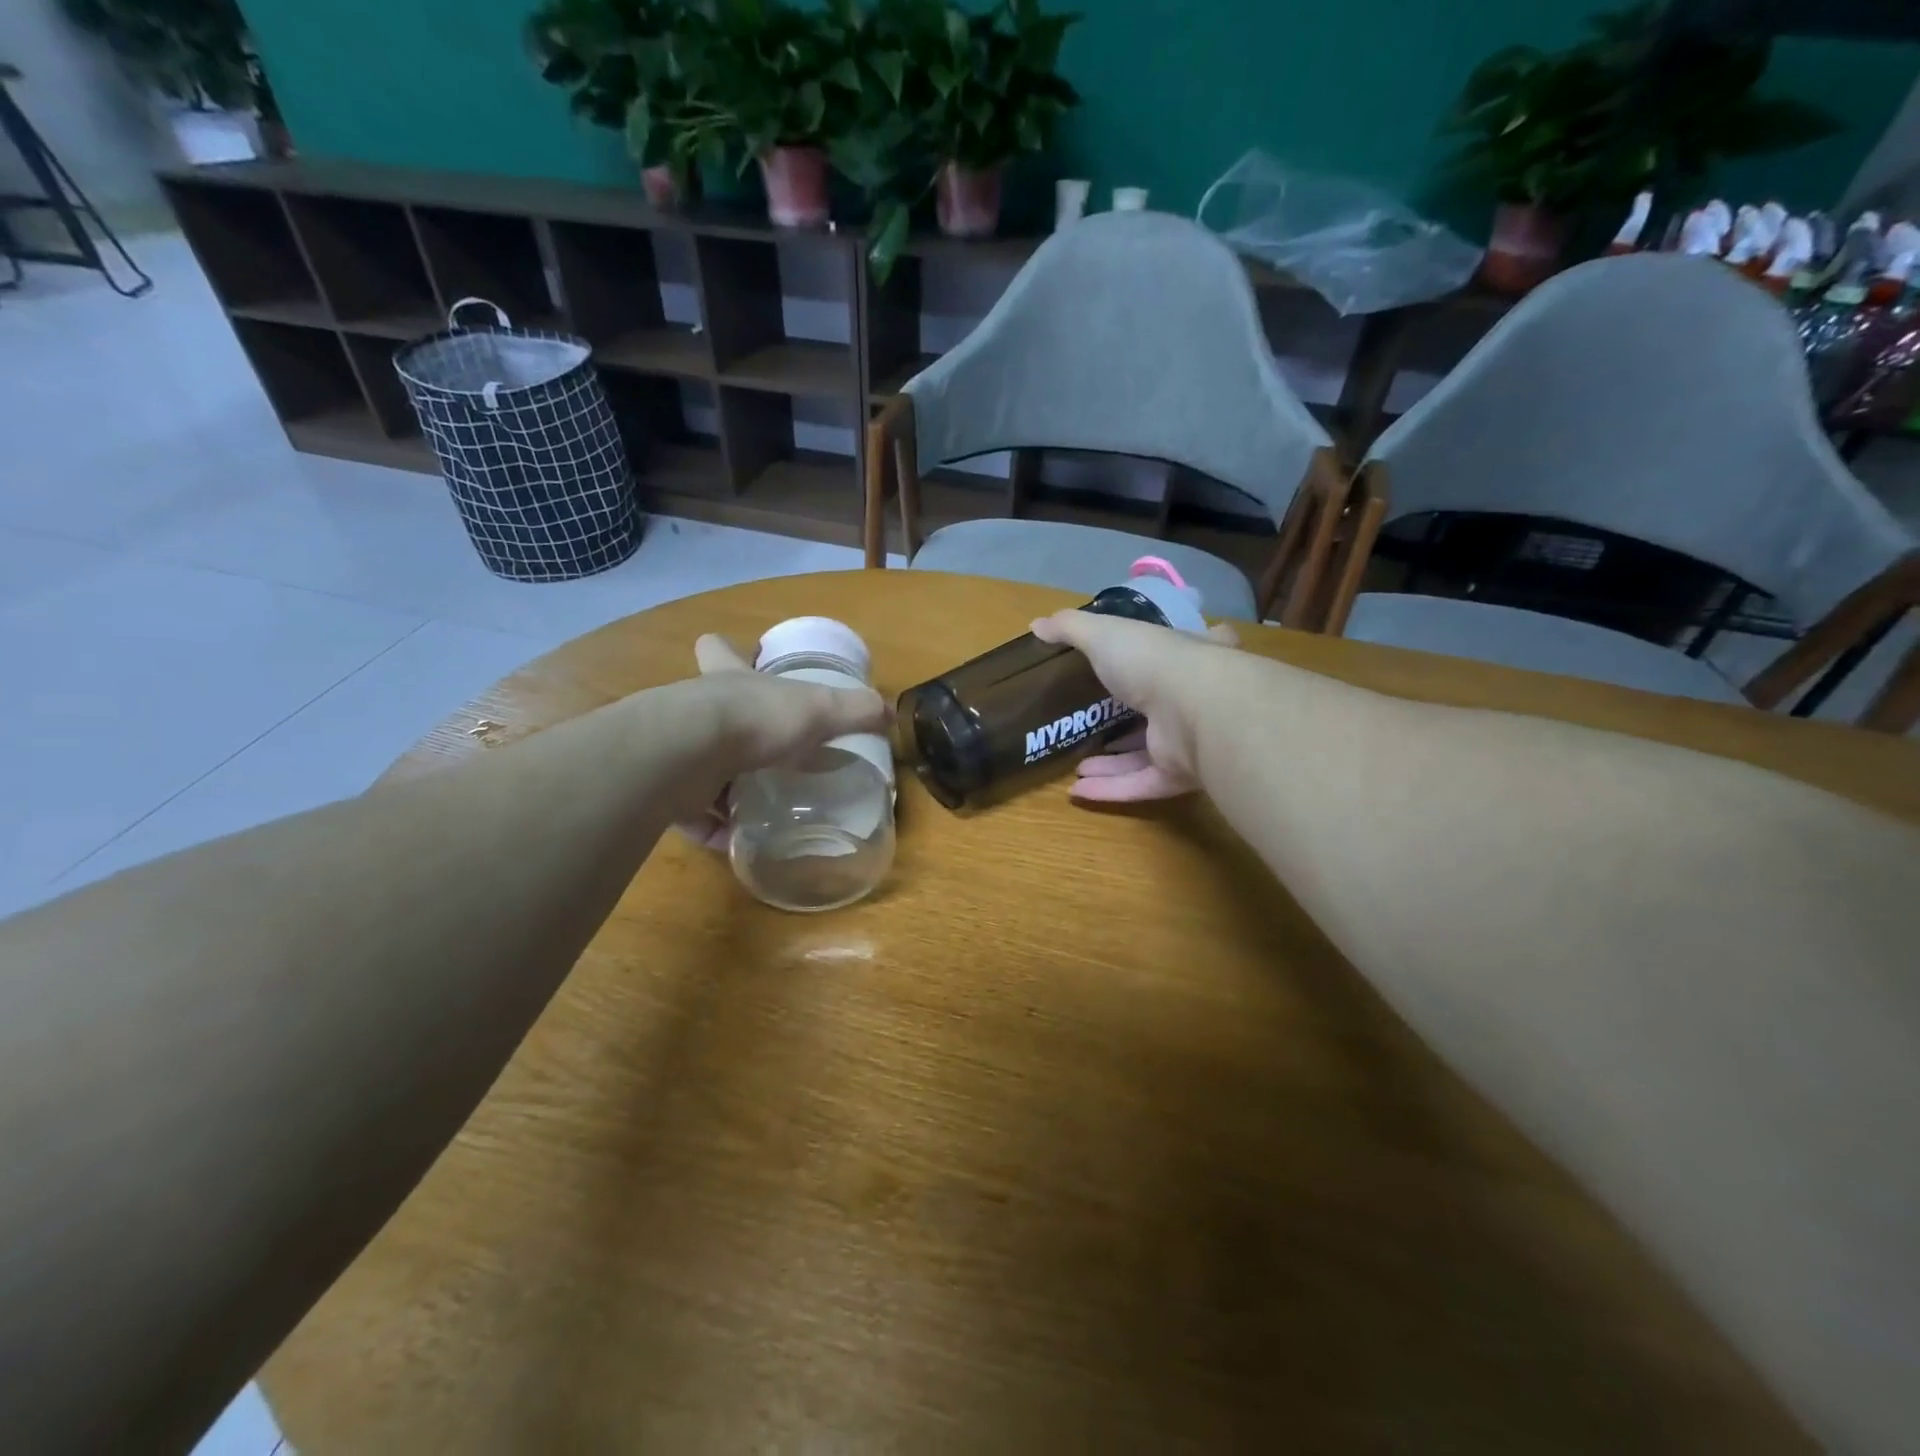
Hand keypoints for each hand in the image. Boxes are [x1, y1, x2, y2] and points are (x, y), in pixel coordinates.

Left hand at [675, 634, 888, 849]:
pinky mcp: (665, 791)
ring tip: (755, 807)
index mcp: (729, 680)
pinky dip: (714, 829)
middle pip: (705, 711)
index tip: (738, 657)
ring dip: (723, 788)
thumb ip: (855, 711)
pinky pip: (691, 815)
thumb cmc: (755, 719)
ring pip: (698, 766)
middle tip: (760, 750)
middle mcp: (696, 710)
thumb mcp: (819, 709)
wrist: (687, 754)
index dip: (727, 650)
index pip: (719, 649)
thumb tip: (889, 712)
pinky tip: (737, 842)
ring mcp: (676, 750)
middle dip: (729, 730)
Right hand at [1029, 610, 1239, 802]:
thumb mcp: (1104, 634)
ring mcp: (1189, 741)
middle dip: (1130, 720)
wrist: (1195, 710)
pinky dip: (1110, 789)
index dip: (1177, 653)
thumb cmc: (1153, 661)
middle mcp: (1194, 699)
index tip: (1157, 661)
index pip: (1192, 651)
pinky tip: (1076, 791)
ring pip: (1148, 755)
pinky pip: (1140, 784)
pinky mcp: (1180, 776)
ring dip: (1113, 762)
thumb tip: (1036, 624)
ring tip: (1077, 765)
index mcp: (1186, 658)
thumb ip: (1071, 629)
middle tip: (1096, 725)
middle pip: (1164, 710)